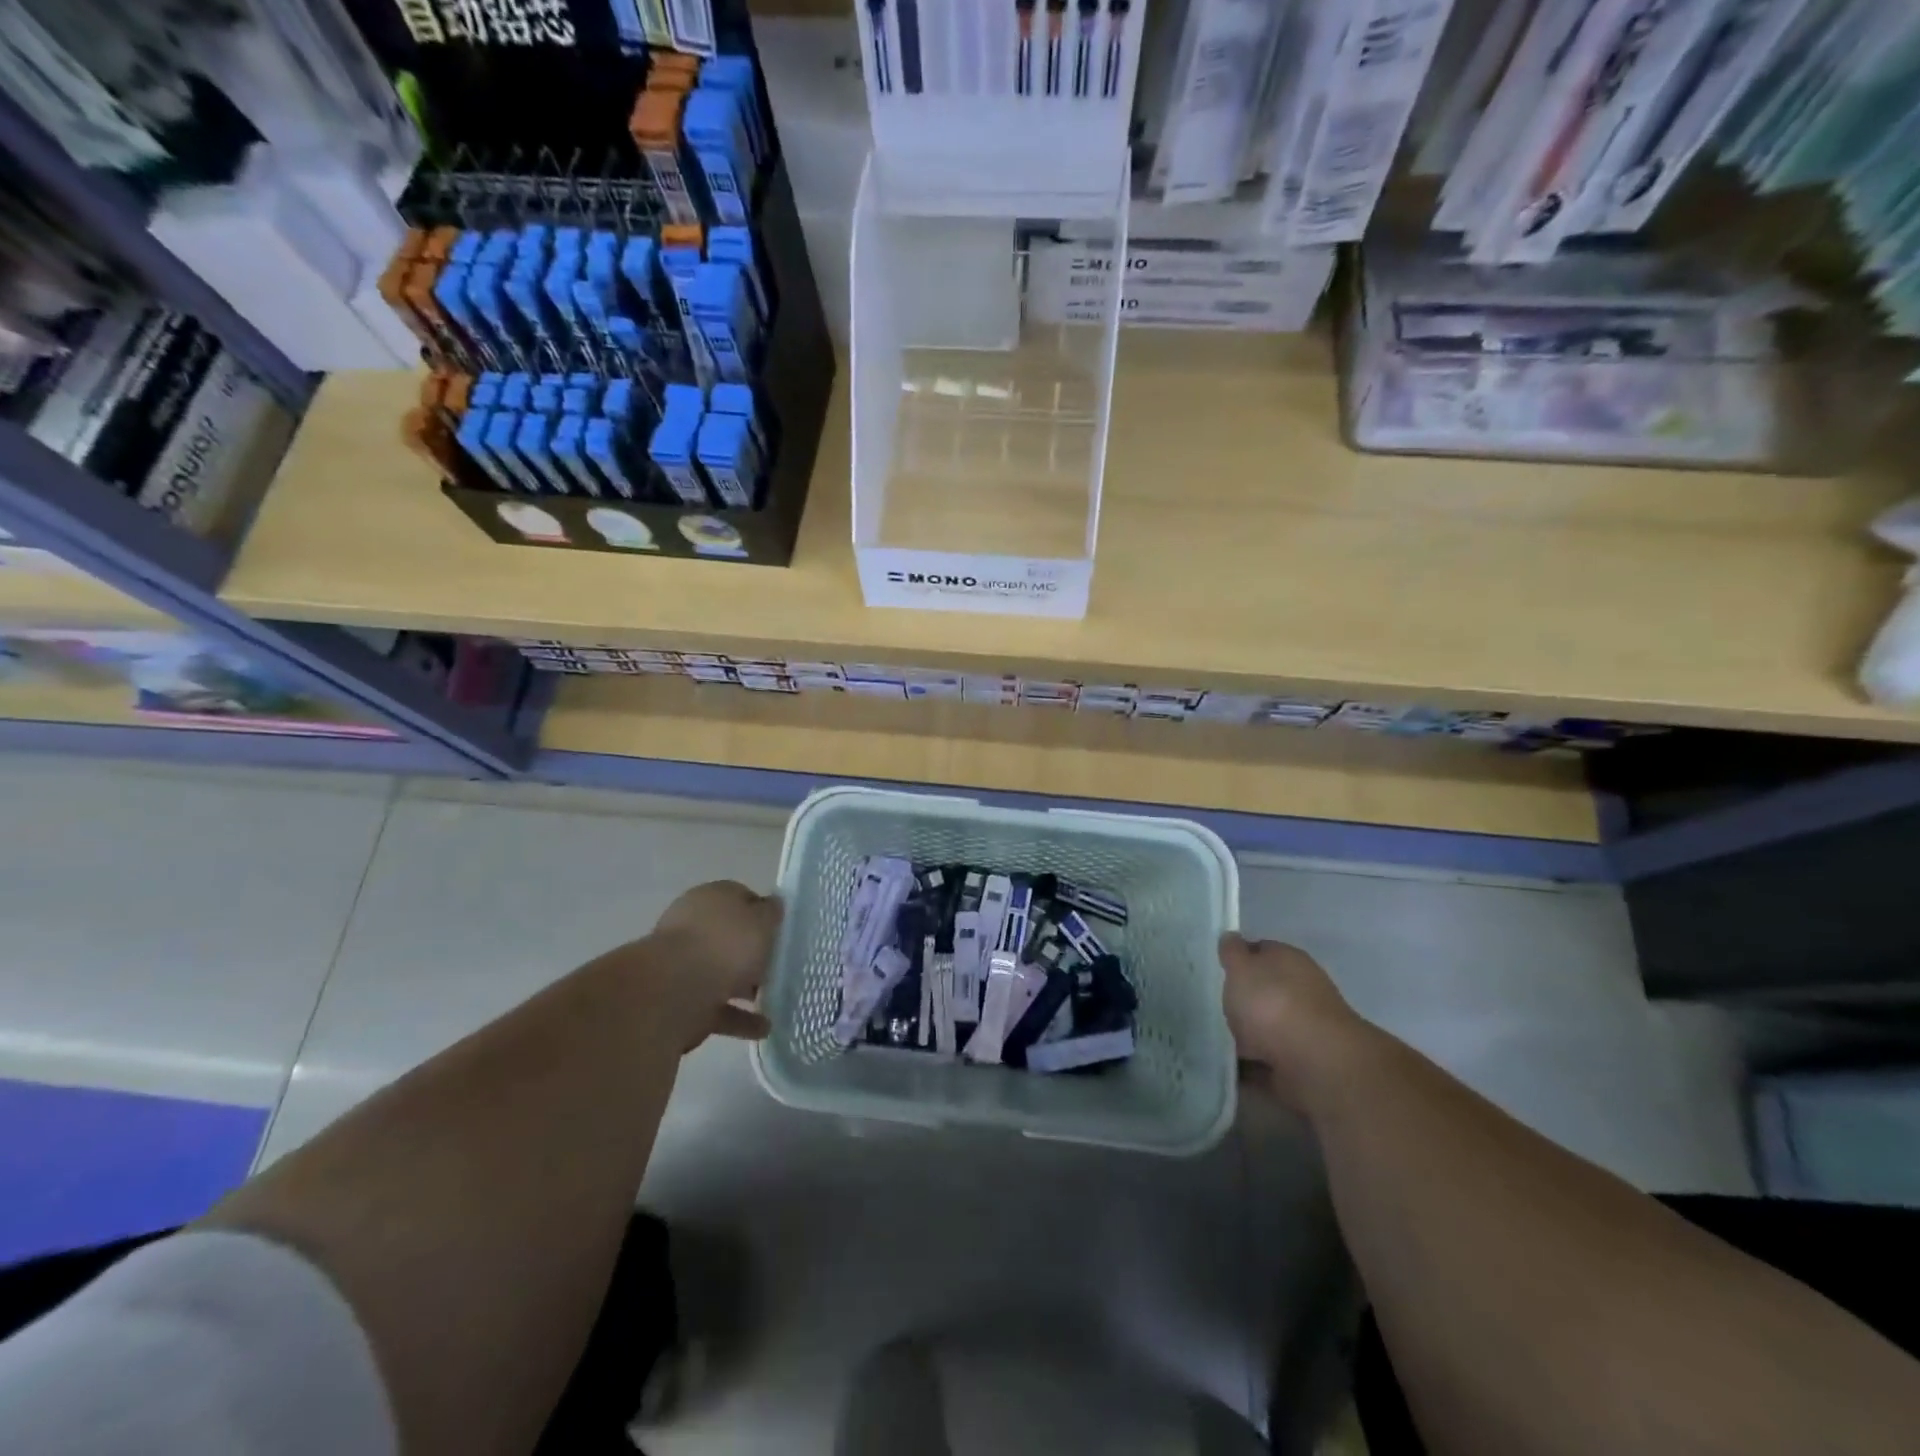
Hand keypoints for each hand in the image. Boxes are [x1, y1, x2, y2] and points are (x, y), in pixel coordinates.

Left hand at [649, 881, 782, 1046]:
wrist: (673, 992)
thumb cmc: (724, 945)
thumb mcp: (761, 920)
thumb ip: (770, 913)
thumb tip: (772, 905)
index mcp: (711, 898)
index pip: (741, 898)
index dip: (763, 913)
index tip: (781, 931)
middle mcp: (694, 927)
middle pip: (730, 938)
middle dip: (754, 954)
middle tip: (779, 966)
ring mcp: (684, 965)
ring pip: (723, 974)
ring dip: (748, 988)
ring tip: (777, 1001)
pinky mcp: (681, 1001)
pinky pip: (717, 1007)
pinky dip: (740, 1018)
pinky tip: (764, 1028)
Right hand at [1220, 934, 1368, 1106]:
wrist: (1316, 1063)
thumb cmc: (1272, 1003)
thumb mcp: (1241, 967)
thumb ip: (1232, 953)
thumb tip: (1231, 937)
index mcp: (1288, 959)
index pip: (1260, 950)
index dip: (1237, 958)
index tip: (1216, 971)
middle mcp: (1301, 989)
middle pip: (1264, 990)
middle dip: (1241, 1000)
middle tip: (1212, 1006)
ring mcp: (1305, 1028)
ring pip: (1267, 1026)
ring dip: (1246, 1034)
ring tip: (1214, 1040)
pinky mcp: (1303, 1063)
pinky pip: (1268, 1060)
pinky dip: (1252, 1065)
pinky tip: (1230, 1068)